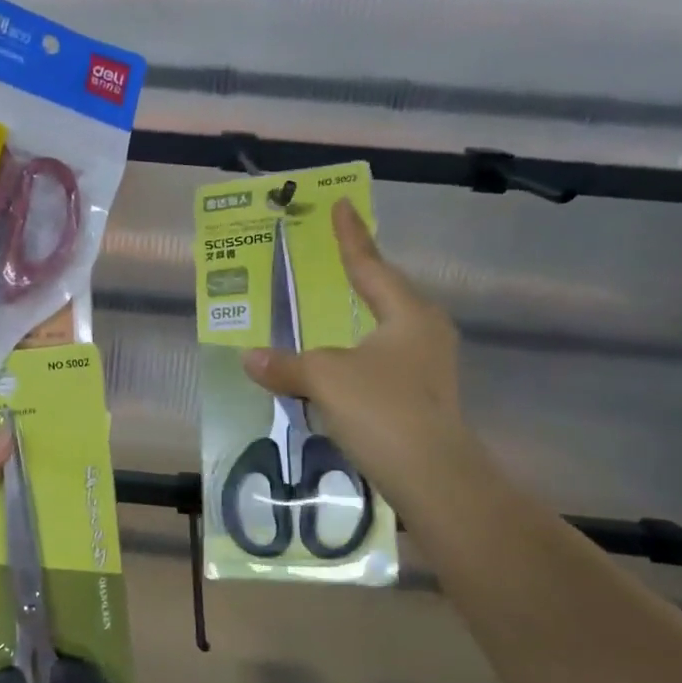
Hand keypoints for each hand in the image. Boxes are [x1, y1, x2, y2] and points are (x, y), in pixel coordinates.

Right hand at [242, 199, 467, 506]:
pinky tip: (336, 370)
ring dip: (356, 323)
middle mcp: (425, 333)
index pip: (371, 265)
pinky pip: (380, 364)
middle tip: (334, 261)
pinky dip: (355, 359)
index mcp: (408, 314)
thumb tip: (249, 357)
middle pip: (386, 296)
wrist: (432, 476)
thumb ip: (286, 364)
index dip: (351, 237)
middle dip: (360, 279)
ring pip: (384, 333)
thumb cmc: (382, 409)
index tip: (342, 206)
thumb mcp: (325, 378)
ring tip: (331, 315)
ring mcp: (428, 368)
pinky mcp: (422, 399)